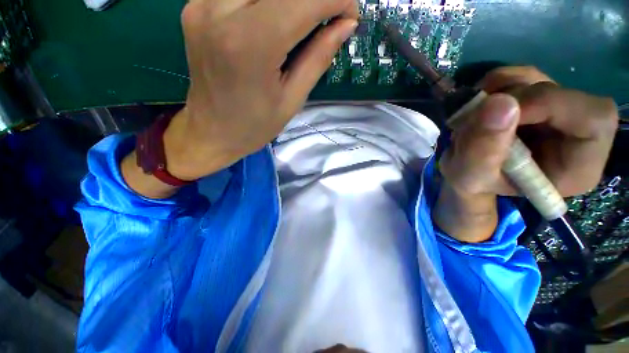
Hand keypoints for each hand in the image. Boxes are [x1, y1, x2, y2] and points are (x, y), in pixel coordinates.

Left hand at [164, 0, 358, 179]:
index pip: (303, 0)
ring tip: (304, 20)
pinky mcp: (195, 6)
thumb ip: (319, 57)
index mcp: (251, 43)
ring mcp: (202, 4)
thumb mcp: (293, 99)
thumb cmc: (254, 125)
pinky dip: (267, 1)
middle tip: (329, 15)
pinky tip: (276, 17)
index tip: (350, 14)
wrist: (211, 131)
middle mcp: (220, 11)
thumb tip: (347, 23)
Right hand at [434, 66, 618, 242]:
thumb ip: (481, 151)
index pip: (595, 119)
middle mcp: (576, 135)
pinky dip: (496, 83)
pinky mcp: (537, 100)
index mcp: (576, 166)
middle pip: (565, 94)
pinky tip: (479, 103)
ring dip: (499, 91)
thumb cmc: (473, 182)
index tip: (503, 113)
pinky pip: (523, 76)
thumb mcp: (469, 177)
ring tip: (473, 117)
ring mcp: (557, 113)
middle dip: (515, 100)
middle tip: (477, 117)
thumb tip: (499, 103)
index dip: (552, 105)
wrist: (468, 171)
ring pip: (540, 80)